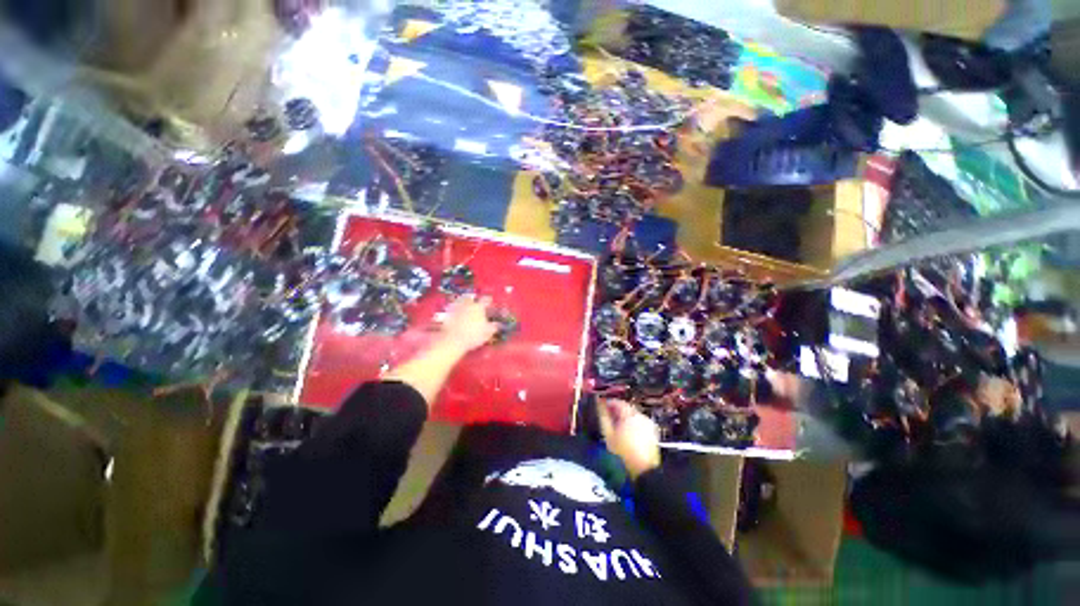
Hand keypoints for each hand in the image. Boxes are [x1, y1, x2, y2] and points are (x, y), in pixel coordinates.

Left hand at [437, 294, 500, 352]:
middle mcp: (467, 304)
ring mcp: (456, 307)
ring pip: (460, 300)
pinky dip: (455, 309)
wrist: (452, 339)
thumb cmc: (473, 335)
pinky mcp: (447, 313)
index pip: (486, 299)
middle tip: (475, 303)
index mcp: (479, 307)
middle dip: (474, 299)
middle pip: (471, 297)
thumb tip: (497, 324)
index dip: (489, 301)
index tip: (490, 303)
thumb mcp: (487, 332)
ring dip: (463, 301)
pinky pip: (452, 307)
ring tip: (465, 307)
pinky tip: (456, 314)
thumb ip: (494, 327)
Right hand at [598, 399, 661, 479]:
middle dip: (616, 411)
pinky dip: (632, 424)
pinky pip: (640, 423)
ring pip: (633, 415)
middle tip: (607, 418)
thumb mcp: (608, 435)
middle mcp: (641, 416)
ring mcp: (648, 424)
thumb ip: (603, 417)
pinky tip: (626, 433)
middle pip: (626, 408)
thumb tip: (599, 405)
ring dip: (624, 417)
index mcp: (630, 414)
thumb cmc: (623, 452)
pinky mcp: (652, 432)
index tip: (601, 407)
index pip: (618, 402)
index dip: (608, 403)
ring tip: (616, 427)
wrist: (644, 470)